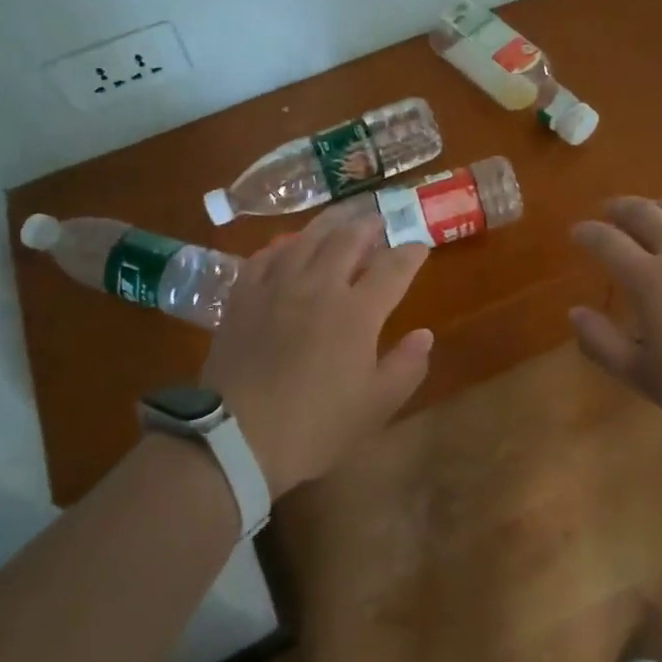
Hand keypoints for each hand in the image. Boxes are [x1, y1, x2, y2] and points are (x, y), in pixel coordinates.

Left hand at [200, 217, 433, 497]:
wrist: (236, 439)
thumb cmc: (315, 427)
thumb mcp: (375, 406)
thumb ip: (406, 366)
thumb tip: (425, 334)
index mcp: (356, 312)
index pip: (392, 268)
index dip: (410, 254)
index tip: (420, 247)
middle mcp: (318, 286)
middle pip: (348, 240)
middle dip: (368, 226)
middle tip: (378, 221)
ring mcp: (276, 287)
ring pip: (305, 240)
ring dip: (328, 226)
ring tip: (340, 222)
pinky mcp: (242, 297)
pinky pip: (265, 257)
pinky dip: (283, 247)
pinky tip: (287, 249)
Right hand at [569, 197, 661, 434]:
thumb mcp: (645, 378)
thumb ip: (603, 345)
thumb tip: (575, 312)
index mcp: (651, 280)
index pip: (608, 242)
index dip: (588, 233)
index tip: (577, 232)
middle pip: (645, 213)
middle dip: (620, 208)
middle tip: (609, 210)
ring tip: (653, 209)